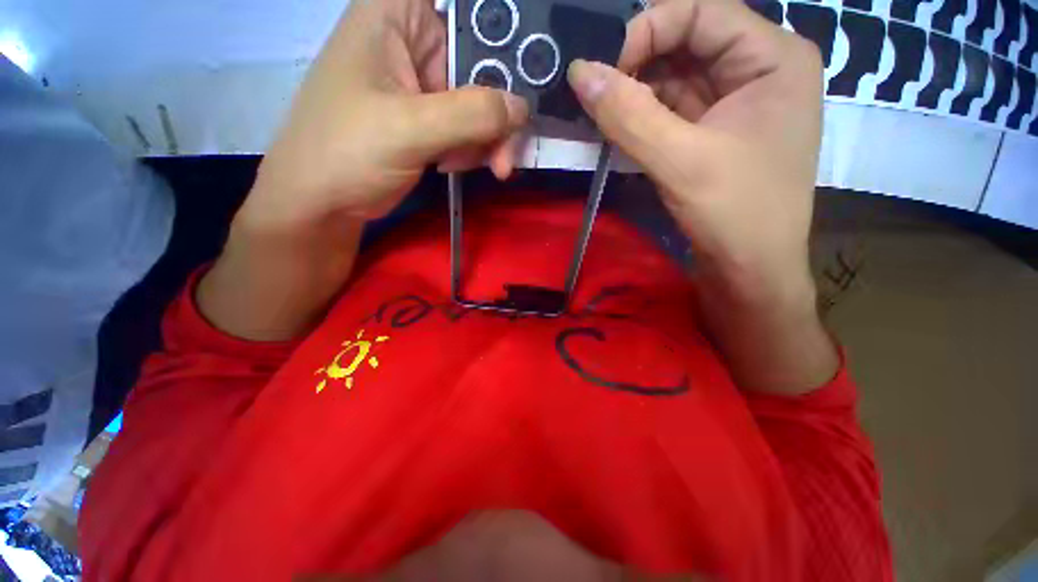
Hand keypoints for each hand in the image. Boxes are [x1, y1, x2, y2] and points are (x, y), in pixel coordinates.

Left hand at [241, 0, 528, 232]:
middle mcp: (414, 41)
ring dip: (488, 138)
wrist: (324, 202)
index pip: (468, 8)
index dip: (504, 35)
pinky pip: (469, 125)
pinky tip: (454, 165)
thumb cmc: (346, 153)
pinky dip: (473, 149)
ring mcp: (423, 83)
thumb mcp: (408, 130)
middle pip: (483, 62)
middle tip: (504, 154)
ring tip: (478, 167)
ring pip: (480, 100)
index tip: (527, 73)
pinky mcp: (429, 117)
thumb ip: (469, 114)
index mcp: (398, 15)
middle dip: (497, 111)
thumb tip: (521, 108)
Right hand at [567, 0, 835, 392]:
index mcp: (772, 57)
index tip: (601, 69)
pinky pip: (672, 111)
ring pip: (675, 80)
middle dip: (636, 65)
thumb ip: (628, 114)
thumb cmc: (735, 214)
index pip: (700, 13)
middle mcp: (758, 70)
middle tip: (592, 92)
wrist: (750, 271)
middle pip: (686, 44)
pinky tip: (617, 130)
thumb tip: (578, 72)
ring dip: (635, 95)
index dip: (646, 30)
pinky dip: (642, 118)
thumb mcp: (681, 160)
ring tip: (598, 112)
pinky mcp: (713, 134)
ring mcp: (735, 104)